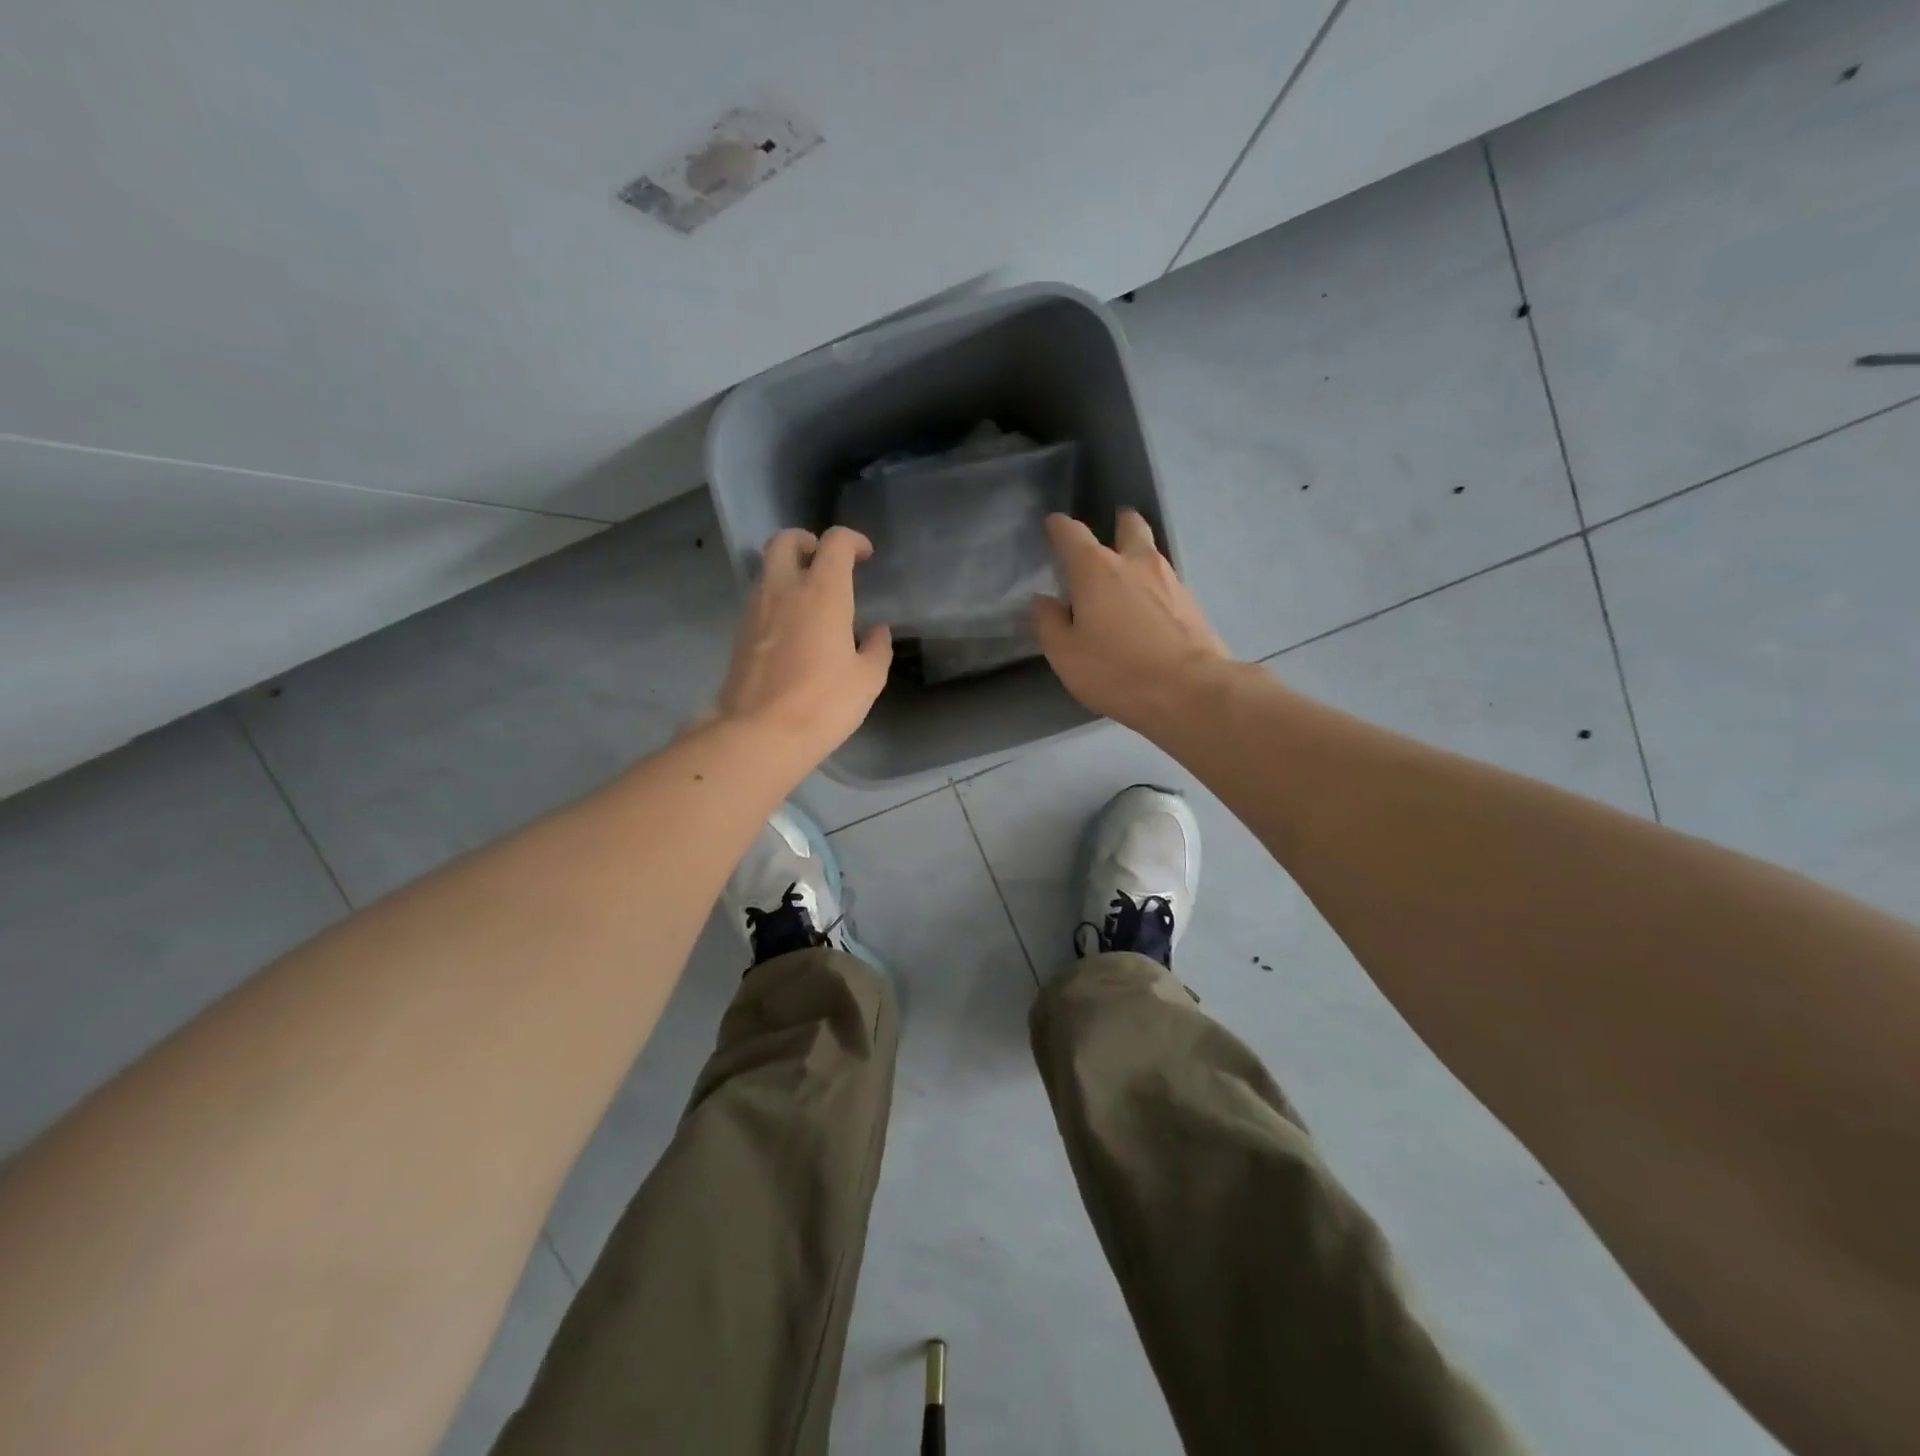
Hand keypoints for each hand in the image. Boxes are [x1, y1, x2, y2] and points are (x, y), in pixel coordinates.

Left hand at [712, 527, 892, 759]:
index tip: (865, 556)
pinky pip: (759, 600)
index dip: (853, 541)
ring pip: (767, 570)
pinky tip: (792, 629)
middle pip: (785, 541)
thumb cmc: (823, 703)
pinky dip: (776, 600)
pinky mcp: (739, 634)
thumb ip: (877, 648)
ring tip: (810, 600)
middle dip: (806, 541)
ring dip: (788, 572)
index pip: (835, 542)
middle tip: (824, 560)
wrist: (759, 734)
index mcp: (822, 592)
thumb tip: (877, 631)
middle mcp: (784, 590)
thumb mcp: (867, 680)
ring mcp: (755, 610)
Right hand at [1033, 509, 1230, 733]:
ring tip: (1127, 577)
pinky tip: (1149, 608)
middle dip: (1119, 524)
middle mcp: (1136, 563)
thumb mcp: (1066, 654)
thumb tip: (1043, 601)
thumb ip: (1049, 623)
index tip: (1053, 526)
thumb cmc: (1117, 670)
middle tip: (1111, 532)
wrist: (1190, 691)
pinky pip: (1167, 583)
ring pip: (1152, 554)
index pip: (1072, 534)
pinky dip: (1154, 587)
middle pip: (1129, 526)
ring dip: (1139, 556)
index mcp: (1097, 570)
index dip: (1059, 527)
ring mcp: (1170, 581)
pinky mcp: (1192, 604)